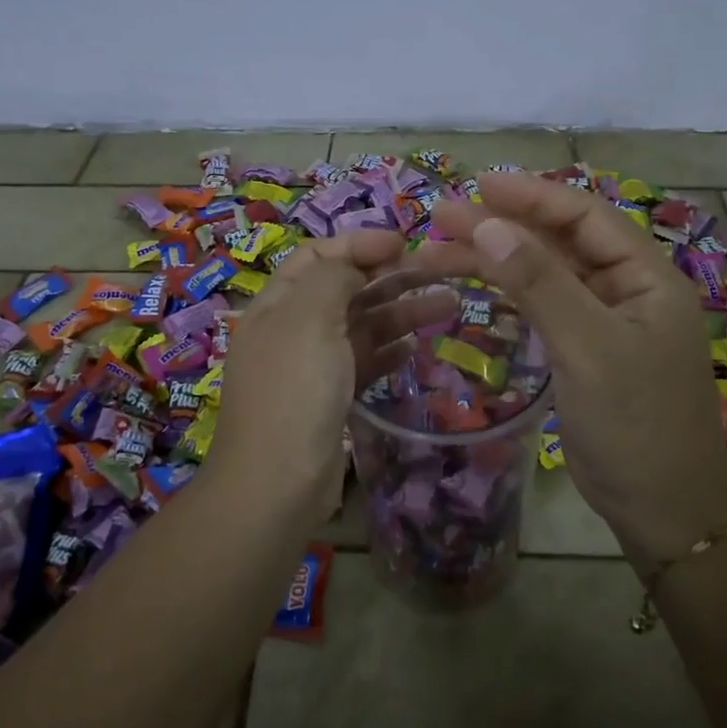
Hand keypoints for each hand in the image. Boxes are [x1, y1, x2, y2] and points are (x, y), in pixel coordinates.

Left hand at [214, 231, 457, 512]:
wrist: (277, 484)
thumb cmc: (293, 391)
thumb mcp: (309, 319)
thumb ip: (333, 278)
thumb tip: (354, 266)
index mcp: (277, 304)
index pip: (317, 256)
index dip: (358, 243)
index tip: (403, 242)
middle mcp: (292, 329)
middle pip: (345, 289)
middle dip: (389, 276)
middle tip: (439, 273)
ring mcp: (312, 366)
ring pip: (361, 326)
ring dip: (401, 312)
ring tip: (449, 305)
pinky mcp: (331, 399)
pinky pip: (365, 363)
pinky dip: (390, 350)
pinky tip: (417, 347)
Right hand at [424, 174, 726, 572]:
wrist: (662, 510)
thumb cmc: (635, 424)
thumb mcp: (588, 347)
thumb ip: (540, 284)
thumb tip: (488, 223)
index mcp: (646, 277)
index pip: (585, 216)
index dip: (531, 196)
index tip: (477, 186)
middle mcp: (626, 289)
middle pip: (558, 242)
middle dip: (502, 227)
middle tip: (442, 218)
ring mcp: (603, 320)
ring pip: (544, 275)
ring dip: (495, 260)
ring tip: (437, 252)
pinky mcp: (582, 349)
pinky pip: (541, 307)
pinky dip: (506, 294)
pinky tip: (472, 286)